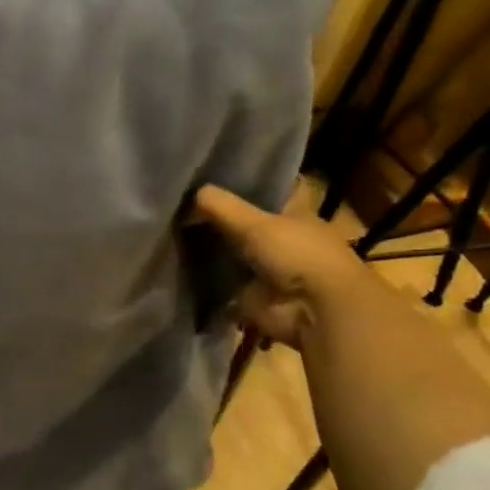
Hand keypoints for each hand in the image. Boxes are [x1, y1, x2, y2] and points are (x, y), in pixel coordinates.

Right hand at [190, 186, 382, 348]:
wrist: (316, 311)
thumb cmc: (297, 254)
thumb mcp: (255, 222)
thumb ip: (220, 206)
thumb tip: (191, 192)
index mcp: (295, 214)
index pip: (269, 192)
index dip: (245, 184)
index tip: (211, 179)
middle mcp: (283, 240)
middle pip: (246, 226)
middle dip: (218, 220)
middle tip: (181, 209)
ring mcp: (269, 271)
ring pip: (233, 255)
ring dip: (210, 253)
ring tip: (173, 238)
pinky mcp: (253, 299)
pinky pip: (222, 287)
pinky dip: (204, 284)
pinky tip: (178, 271)